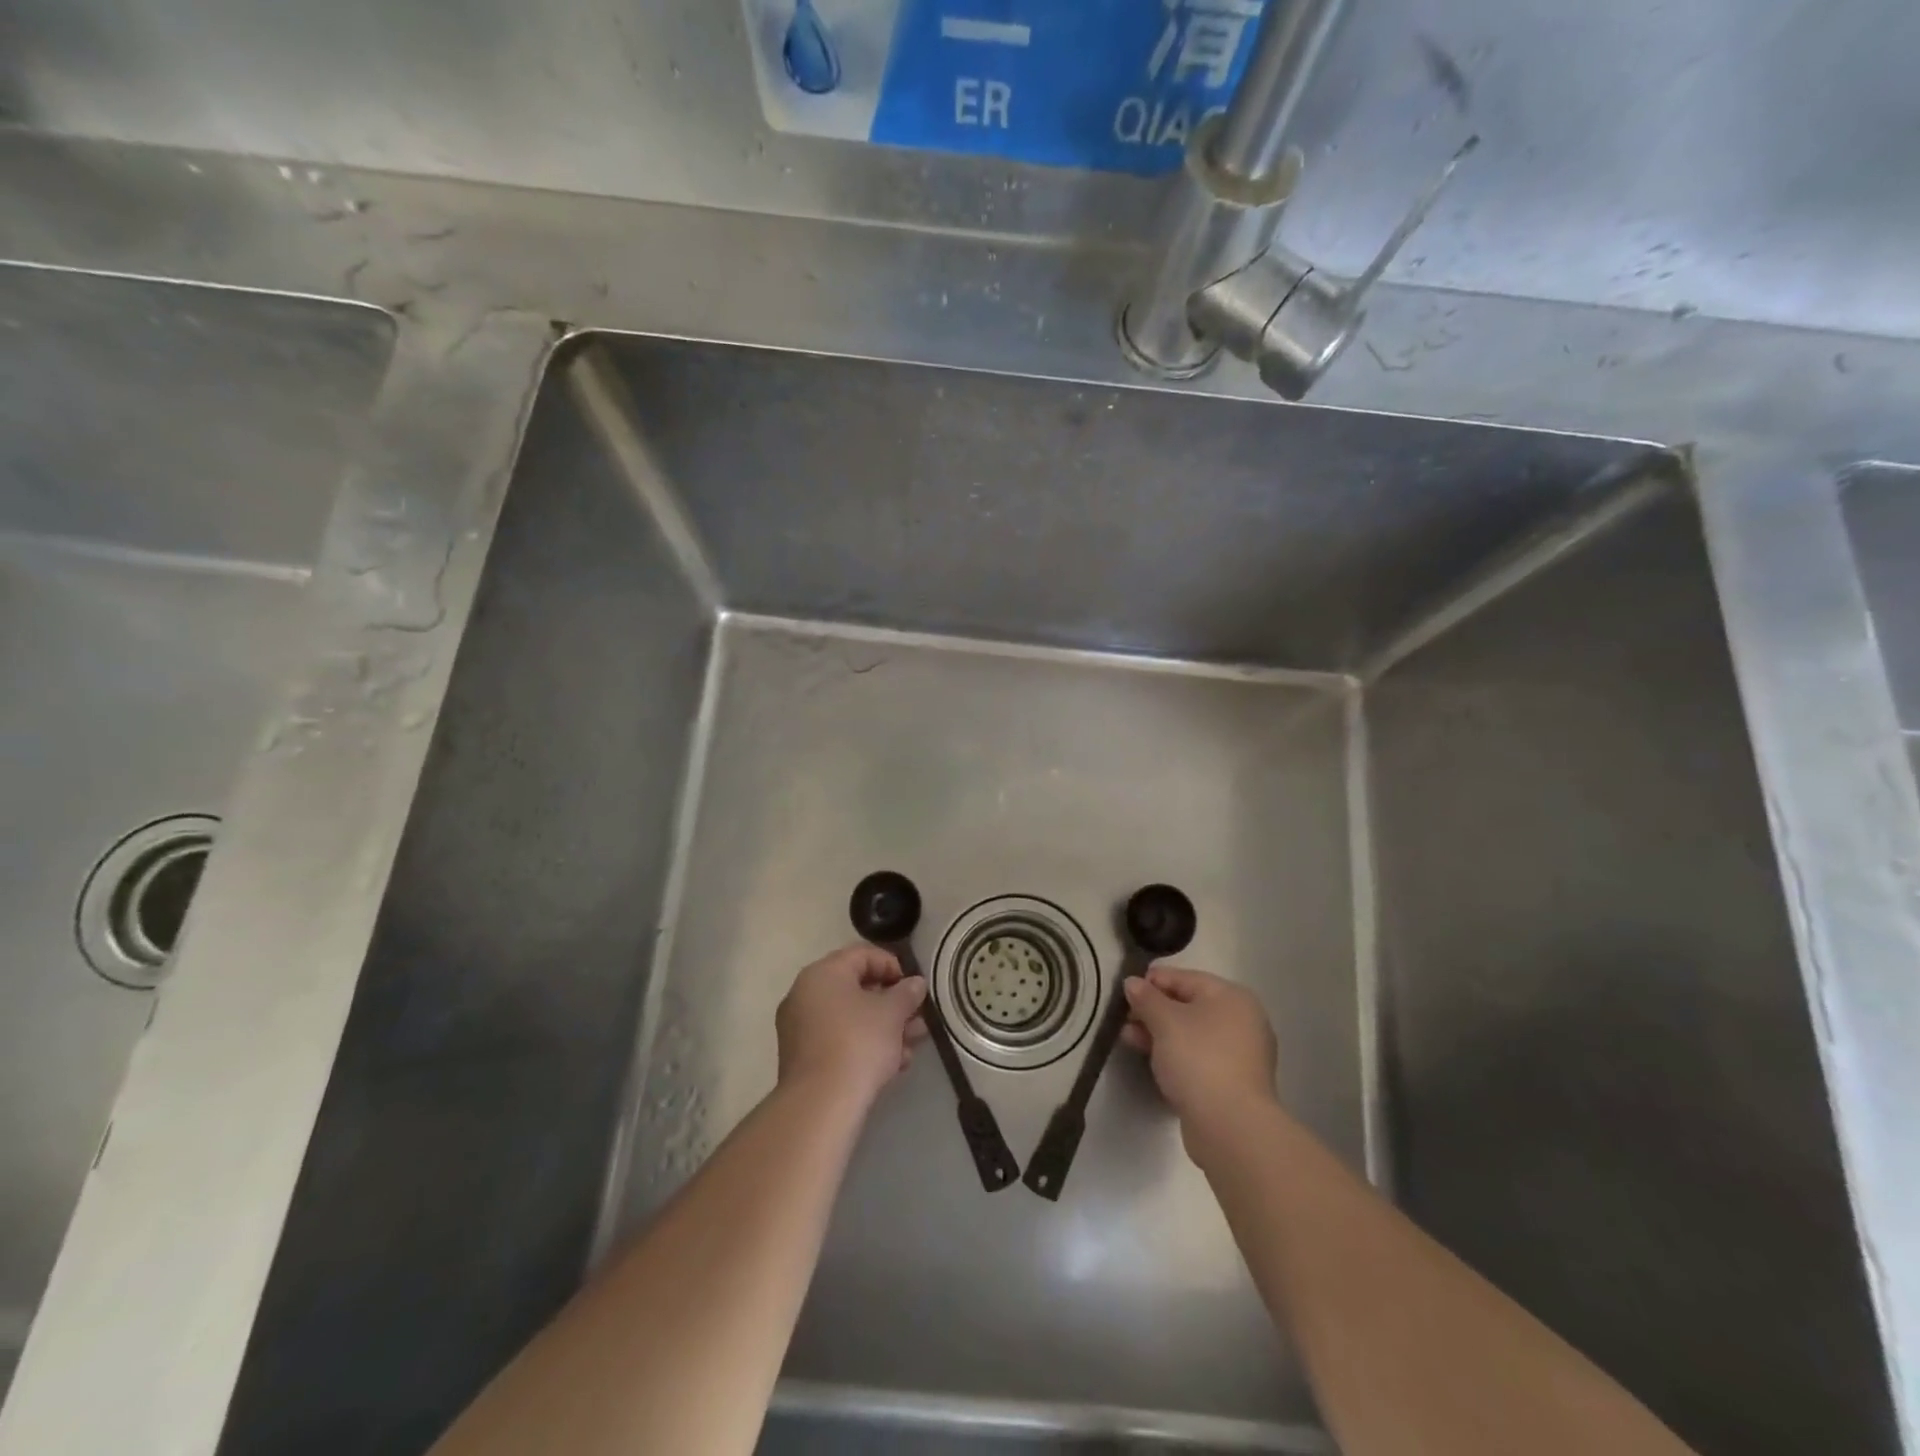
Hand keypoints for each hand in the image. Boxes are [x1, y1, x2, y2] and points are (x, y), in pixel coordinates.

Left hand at [777, 944, 929, 1108]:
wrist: (821, 1104)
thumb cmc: (859, 1043)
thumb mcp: (892, 1013)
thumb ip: (907, 993)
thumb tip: (916, 984)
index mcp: (823, 973)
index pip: (862, 954)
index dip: (892, 965)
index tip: (913, 987)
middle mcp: (805, 994)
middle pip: (856, 988)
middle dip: (892, 1004)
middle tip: (917, 1019)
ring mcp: (800, 1028)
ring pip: (850, 1018)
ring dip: (884, 1028)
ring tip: (912, 1045)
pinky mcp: (803, 1058)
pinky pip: (838, 1040)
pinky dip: (865, 1045)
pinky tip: (893, 1065)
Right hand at [1121, 966, 1277, 1136]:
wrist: (1231, 1127)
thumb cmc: (1199, 1059)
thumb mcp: (1165, 1021)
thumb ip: (1146, 998)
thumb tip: (1132, 982)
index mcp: (1232, 997)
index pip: (1185, 978)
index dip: (1153, 981)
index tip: (1125, 990)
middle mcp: (1241, 1021)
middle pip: (1189, 1005)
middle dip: (1153, 1010)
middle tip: (1124, 1017)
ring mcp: (1240, 1054)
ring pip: (1191, 1033)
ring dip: (1159, 1033)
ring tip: (1128, 1038)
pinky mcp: (1232, 1082)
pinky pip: (1197, 1057)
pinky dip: (1174, 1054)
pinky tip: (1150, 1060)